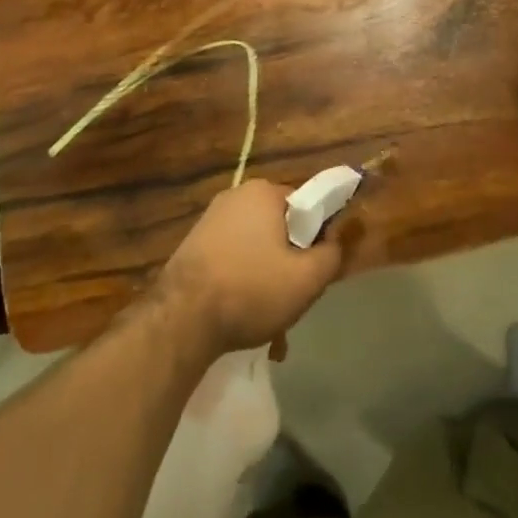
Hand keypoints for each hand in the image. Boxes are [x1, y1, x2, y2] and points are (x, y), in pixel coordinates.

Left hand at [152, 180, 349, 358]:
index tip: (314, 271)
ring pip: (255, 250)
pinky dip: (241, 284)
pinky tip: (242, 319)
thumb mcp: (307, 279)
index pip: (306, 207)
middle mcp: (235, 197)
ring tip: (269, 324)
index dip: (316, 239)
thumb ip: (332, 255)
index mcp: (263, 192)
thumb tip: (336, 241)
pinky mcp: (193, 245)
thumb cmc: (251, 289)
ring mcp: (210, 220)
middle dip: (289, 265)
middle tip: (292, 300)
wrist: (181, 318)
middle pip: (279, 230)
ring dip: (266, 281)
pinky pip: (231, 261)